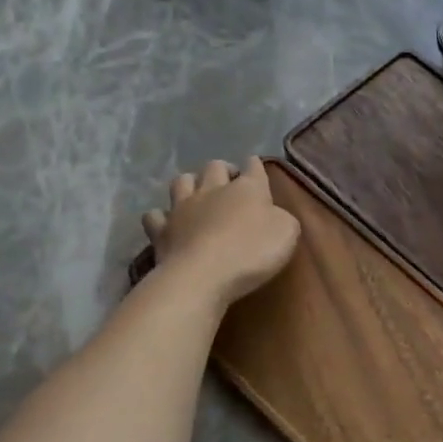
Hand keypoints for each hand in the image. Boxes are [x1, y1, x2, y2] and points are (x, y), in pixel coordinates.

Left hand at [142, 157, 299, 308]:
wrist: (203, 275)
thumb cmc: (252, 252)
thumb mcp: (287, 233)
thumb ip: (282, 218)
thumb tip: (274, 214)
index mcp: (247, 188)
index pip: (253, 167)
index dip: (255, 166)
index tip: (256, 169)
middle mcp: (212, 190)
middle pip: (215, 167)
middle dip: (222, 170)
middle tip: (229, 183)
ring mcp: (182, 208)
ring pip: (182, 181)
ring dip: (190, 183)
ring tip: (197, 194)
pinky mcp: (161, 230)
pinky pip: (155, 215)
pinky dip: (161, 216)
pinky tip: (167, 223)